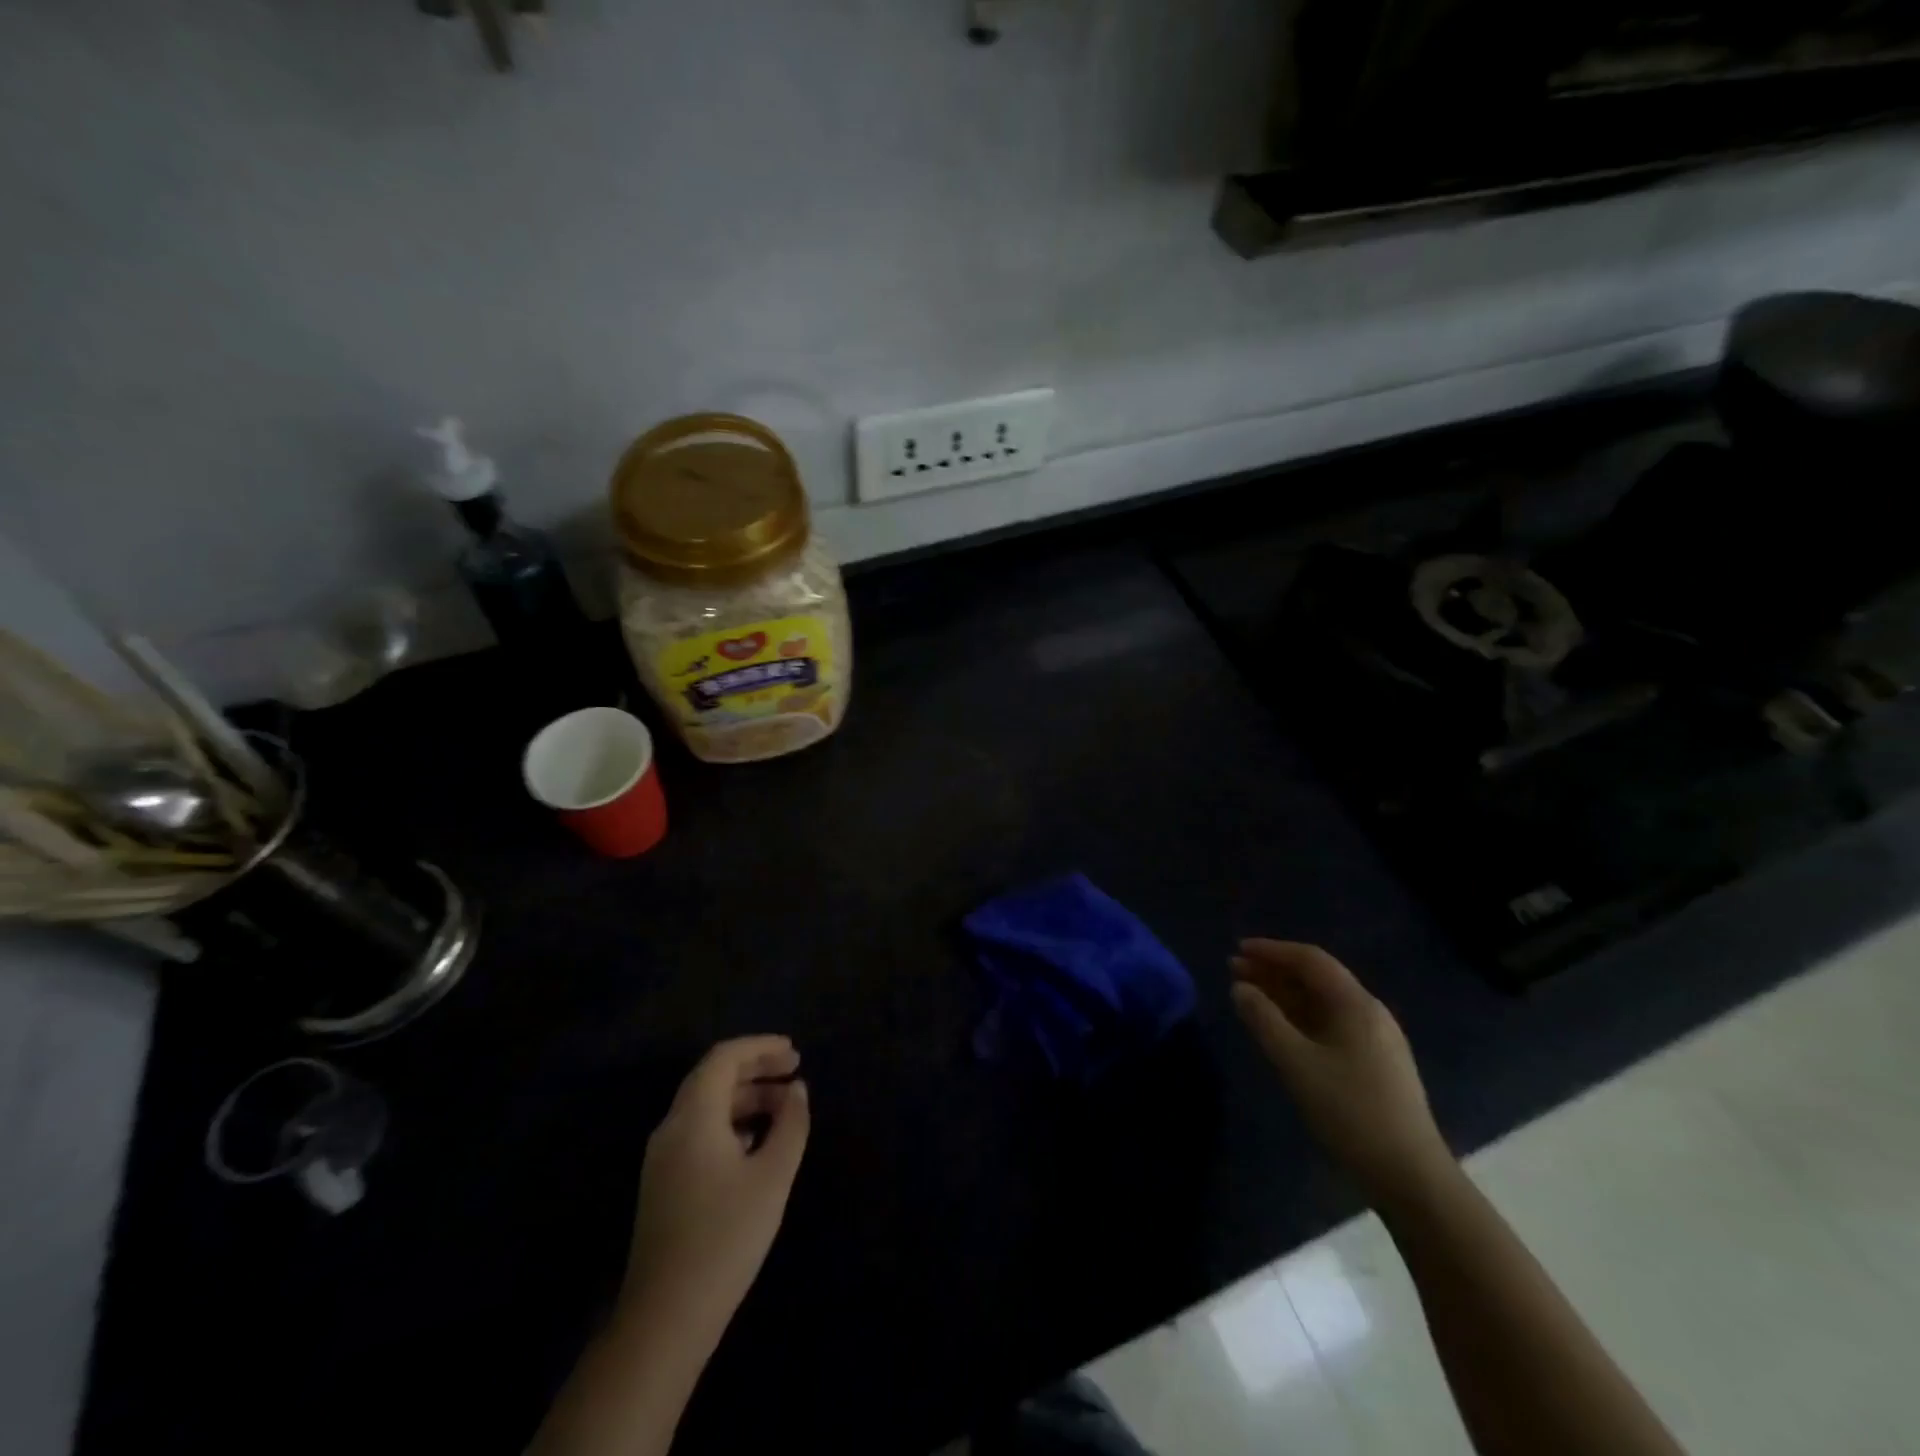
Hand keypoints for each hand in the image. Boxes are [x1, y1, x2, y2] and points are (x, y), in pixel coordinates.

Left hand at [621, 1036, 810, 1342]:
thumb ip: (790, 1124)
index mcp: (693, 1117)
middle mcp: (672, 1128)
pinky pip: (700, 1131)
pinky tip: (757, 1141)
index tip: (794, 1052)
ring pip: (706, 1106)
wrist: (665, 1319)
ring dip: (746, 1096)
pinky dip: (731, 1121)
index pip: (724, 1058)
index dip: (760, 1047)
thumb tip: (798, 1090)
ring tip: (785, 1106)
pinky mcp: (664, 1184)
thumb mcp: (772, 1176)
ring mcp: (663, 1158)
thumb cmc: (725, 1237)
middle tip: (795, 1070)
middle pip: (713, 1078)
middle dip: (755, 1068)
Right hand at [1230, 940, 1452, 1205]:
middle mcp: (1369, 1013)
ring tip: (1249, 996)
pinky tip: (1279, 1029)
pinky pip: (1330, 1025)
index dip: (1272, 951)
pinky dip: (1299, 1018)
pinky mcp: (1375, 1064)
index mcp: (1356, 1004)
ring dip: (1284, 995)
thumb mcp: (1296, 1063)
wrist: (1411, 1177)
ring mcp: (1375, 1040)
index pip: (1310, 960)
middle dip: (1274, 971)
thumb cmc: (1350, 1112)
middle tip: (1235, 971)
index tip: (1238, 950)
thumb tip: (1240, 988)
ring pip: (1322, 1003)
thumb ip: (1264, 1020)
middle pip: (1316, 979)